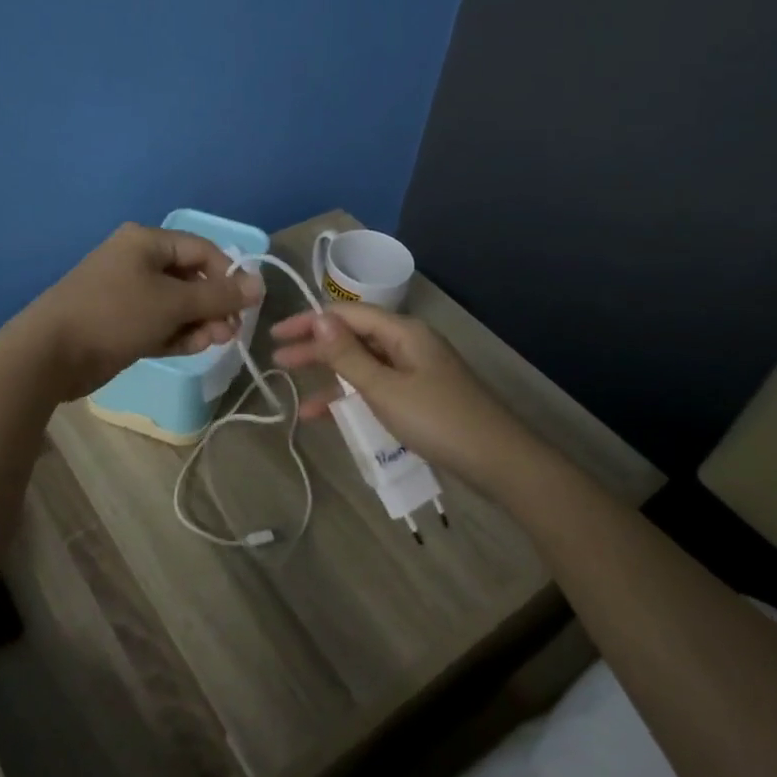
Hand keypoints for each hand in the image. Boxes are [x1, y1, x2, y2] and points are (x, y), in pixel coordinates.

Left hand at [17, 223, 263, 402]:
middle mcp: (137, 261)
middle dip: (213, 305)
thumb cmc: (114, 314)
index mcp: (146, 242)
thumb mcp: (172, 304)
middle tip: (229, 331)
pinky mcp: (120, 322)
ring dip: (198, 322)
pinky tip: (192, 348)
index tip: (246, 305)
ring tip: (212, 343)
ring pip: (175, 304)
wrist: (50, 354)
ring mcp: (126, 293)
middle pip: (190, 278)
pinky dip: (176, 333)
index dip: (228, 275)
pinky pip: (158, 322)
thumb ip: (218, 296)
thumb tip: (259, 285)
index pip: (202, 250)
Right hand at [270, 303, 536, 494]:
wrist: (499, 461)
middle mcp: (409, 343)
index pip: (347, 314)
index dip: (310, 321)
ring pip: (363, 364)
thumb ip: (348, 355)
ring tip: (294, 387)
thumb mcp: (385, 388)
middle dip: (315, 347)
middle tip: (278, 358)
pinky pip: (377, 386)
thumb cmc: (438, 420)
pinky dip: (352, 396)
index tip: (276, 334)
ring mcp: (416, 370)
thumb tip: (318, 318)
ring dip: (330, 374)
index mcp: (403, 331)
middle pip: (354, 337)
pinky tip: (327, 414)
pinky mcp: (420, 395)